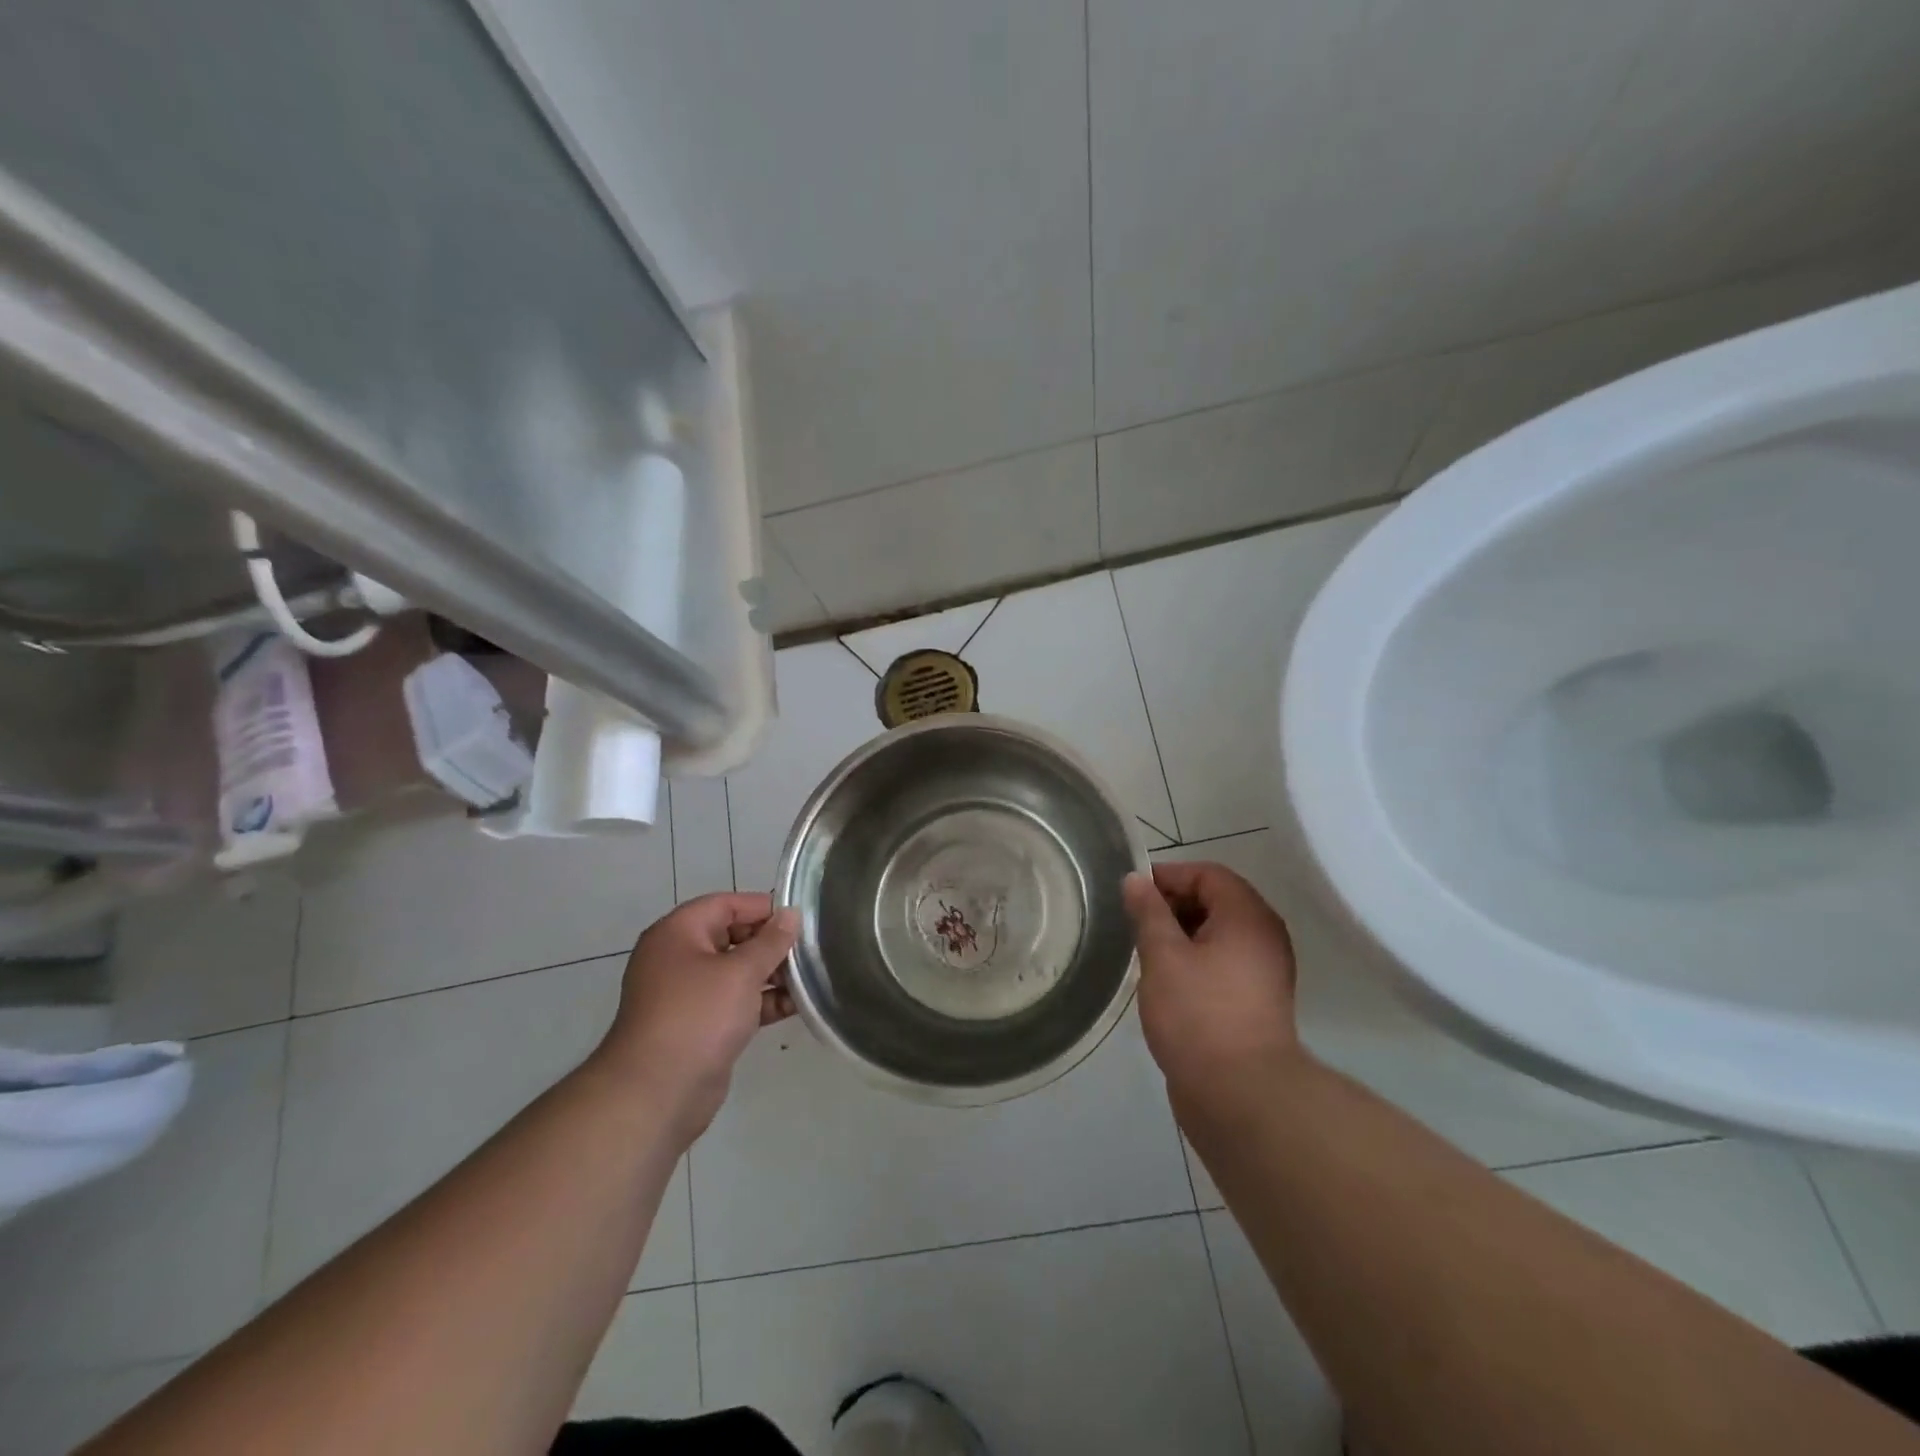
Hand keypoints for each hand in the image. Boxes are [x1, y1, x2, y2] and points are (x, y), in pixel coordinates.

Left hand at [597, 892, 799, 1141]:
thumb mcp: (741, 972)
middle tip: (809, 951)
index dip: (763, 908)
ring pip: (737, 972)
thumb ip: (771, 941)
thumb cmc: (698, 1016)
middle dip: (771, 944)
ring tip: (809, 979)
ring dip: (771, 974)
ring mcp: (688, 994)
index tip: (800, 920)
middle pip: (733, 937)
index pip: (726, 904)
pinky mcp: (699, 1026)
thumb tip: (791, 914)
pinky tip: (795, 1006)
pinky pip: (735, 1001)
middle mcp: (679, 957)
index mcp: (678, 932)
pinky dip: (762, 1001)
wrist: (656, 1093)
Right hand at [1123, 862, 1300, 1106]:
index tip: (1133, 893)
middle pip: (1216, 901)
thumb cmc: (1199, 1015)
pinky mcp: (1256, 1001)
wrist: (1241, 1095)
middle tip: (1135, 923)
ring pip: (1218, 934)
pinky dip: (1195, 959)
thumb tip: (1136, 879)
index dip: (1169, 876)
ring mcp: (1263, 971)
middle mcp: (1264, 937)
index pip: (1209, 874)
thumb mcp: (1163, 956)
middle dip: (1173, 905)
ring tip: (1146, 951)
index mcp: (1248, 917)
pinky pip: (1223, 962)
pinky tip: (1166, 979)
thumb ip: (1148, 912)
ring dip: (1181, 934)